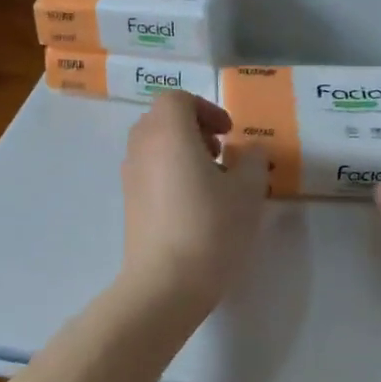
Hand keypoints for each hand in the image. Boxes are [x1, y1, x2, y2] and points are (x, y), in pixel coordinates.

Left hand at [118, 91, 268, 313]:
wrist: (165, 282)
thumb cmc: (210, 227)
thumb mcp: (247, 191)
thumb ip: (252, 161)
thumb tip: (250, 151)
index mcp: (167, 131)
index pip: (177, 99)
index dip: (206, 109)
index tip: (229, 134)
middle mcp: (142, 145)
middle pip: (162, 118)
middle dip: (193, 128)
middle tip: (221, 153)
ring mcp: (130, 174)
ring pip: (154, 144)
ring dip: (181, 150)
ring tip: (211, 180)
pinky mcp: (128, 201)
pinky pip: (148, 169)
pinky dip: (169, 171)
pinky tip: (193, 204)